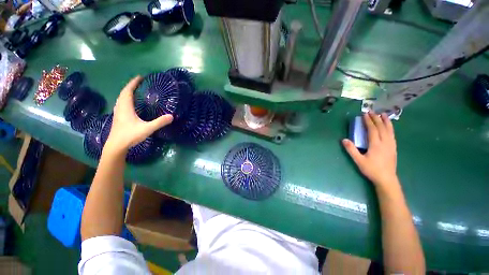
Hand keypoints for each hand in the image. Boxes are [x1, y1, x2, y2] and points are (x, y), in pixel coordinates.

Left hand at [104, 76, 172, 152]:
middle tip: (140, 83)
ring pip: (121, 99)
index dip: (133, 83)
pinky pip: (122, 104)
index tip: (140, 77)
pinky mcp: (118, 118)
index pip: (128, 91)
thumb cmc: (130, 135)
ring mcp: (118, 113)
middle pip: (124, 93)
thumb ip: (159, 122)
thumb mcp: (147, 129)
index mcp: (126, 107)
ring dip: (128, 92)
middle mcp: (120, 107)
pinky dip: (126, 99)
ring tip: (136, 91)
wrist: (116, 146)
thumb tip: (172, 116)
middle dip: (131, 86)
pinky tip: (131, 104)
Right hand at [342, 113, 397, 189]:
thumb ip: (351, 150)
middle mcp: (385, 142)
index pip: (372, 129)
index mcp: (376, 144)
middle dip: (376, 118)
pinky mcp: (393, 147)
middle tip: (372, 111)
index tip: (365, 114)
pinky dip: (390, 128)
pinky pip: (392, 134)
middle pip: (381, 127)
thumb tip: (344, 140)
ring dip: (385, 121)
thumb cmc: (371, 169)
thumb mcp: (358, 160)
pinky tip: (388, 126)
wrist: (386, 179)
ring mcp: (391, 144)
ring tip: (383, 114)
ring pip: (389, 130)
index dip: (368, 121)